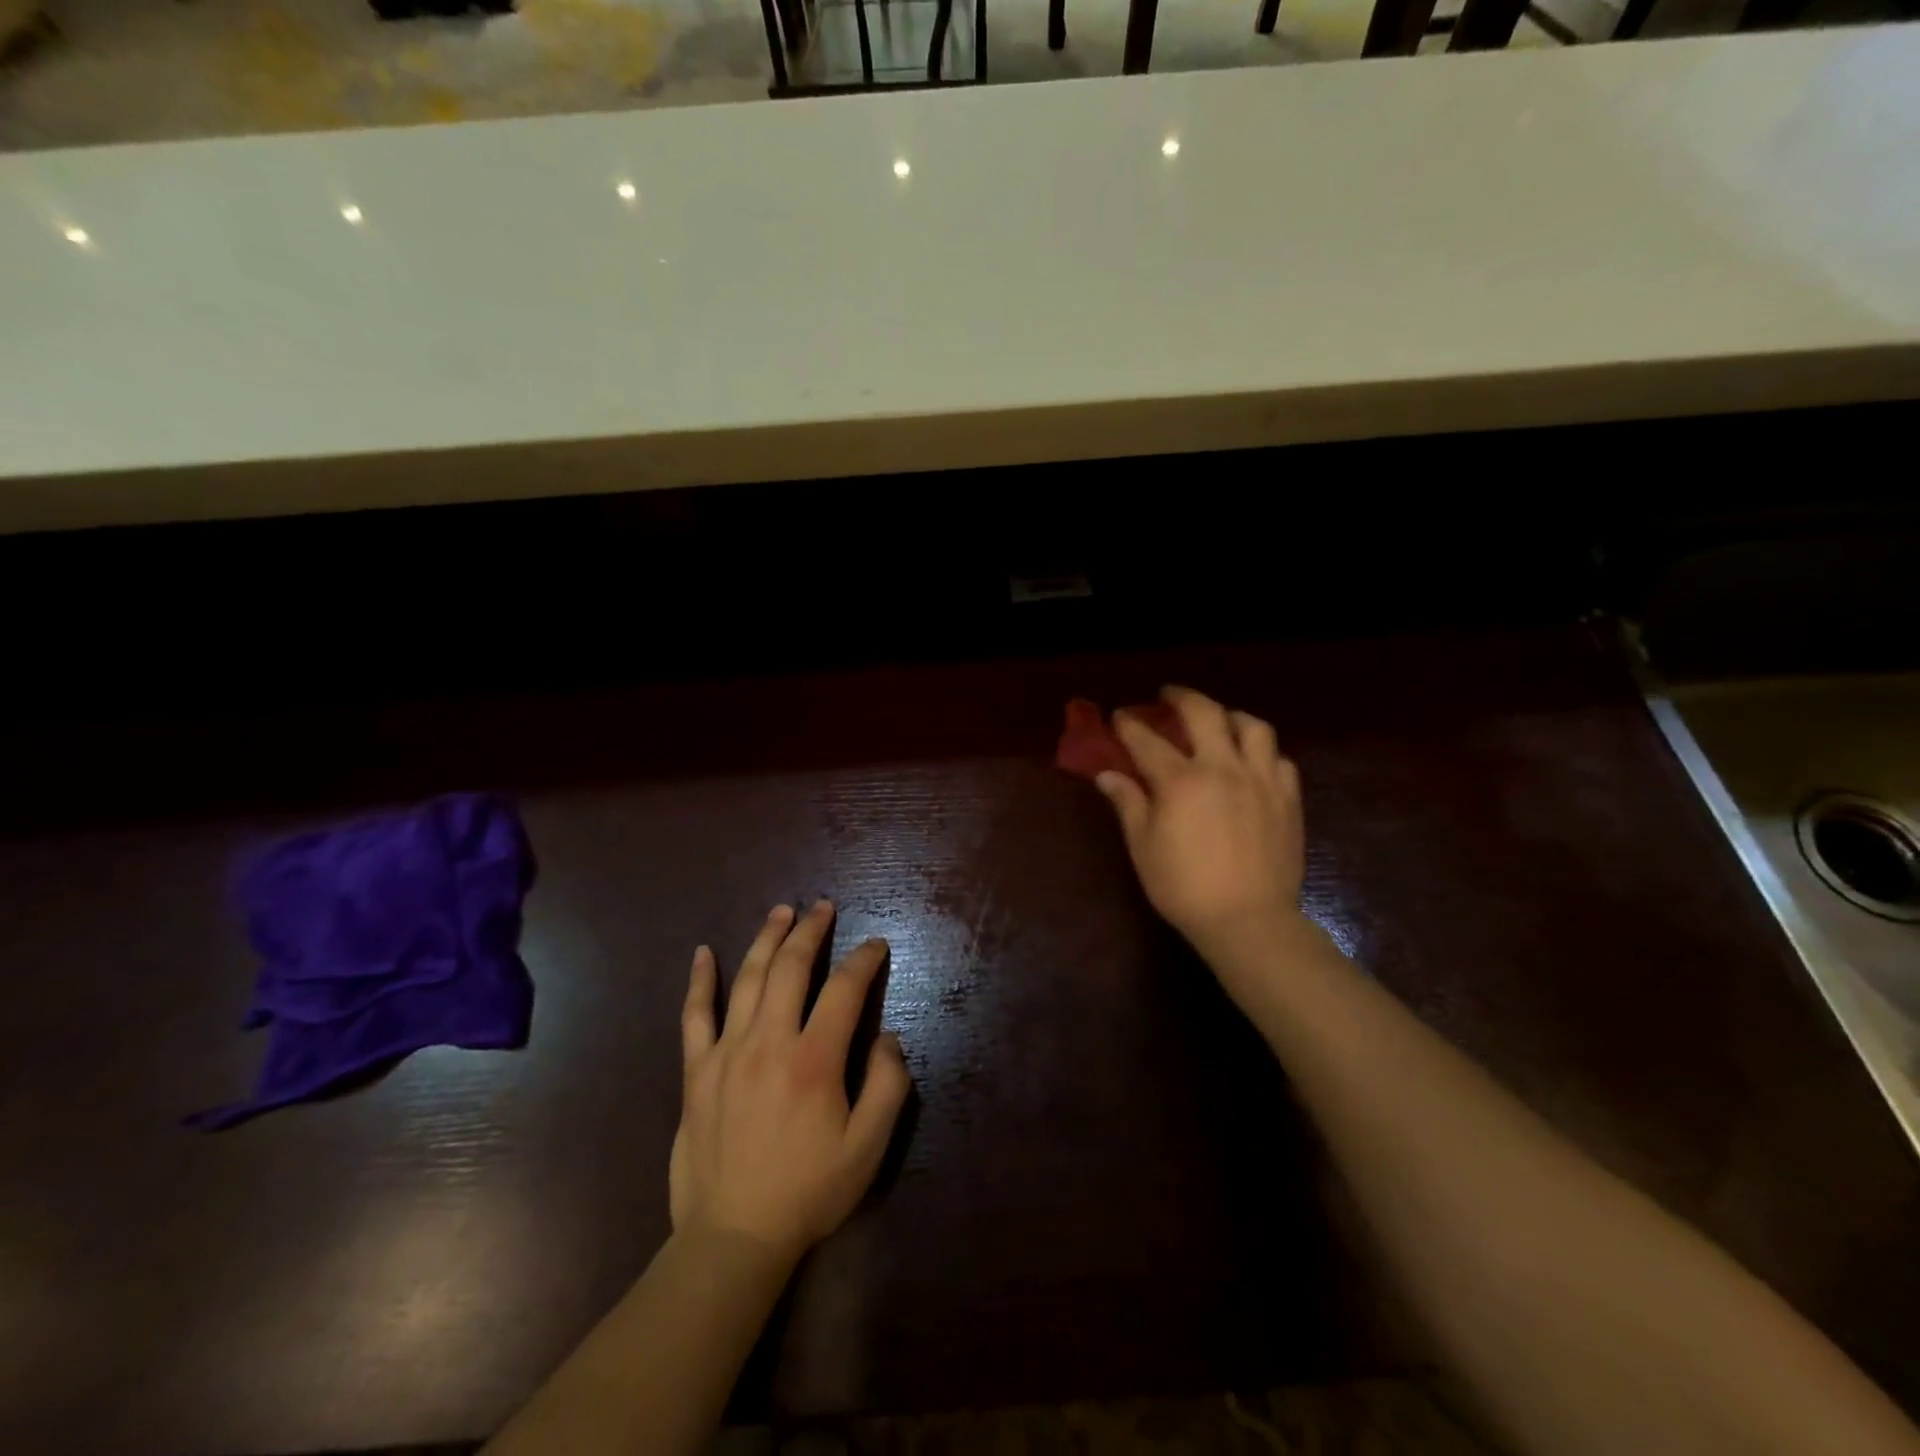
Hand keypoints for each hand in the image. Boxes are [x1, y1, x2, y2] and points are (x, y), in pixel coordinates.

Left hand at [671, 901, 910, 1265]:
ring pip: (747, 978)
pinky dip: (699, 981)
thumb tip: (888, 1037)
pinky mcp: (697, 1071)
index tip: (875, 945)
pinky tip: (702, 953)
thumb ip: (888, 1086)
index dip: (864, 960)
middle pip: (791, 968)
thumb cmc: (808, 1192)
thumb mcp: (868, 1149)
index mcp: (814, 1059)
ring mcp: (727, 1053)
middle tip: (824, 907)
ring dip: (766, 939)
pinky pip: (695, 1015)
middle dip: (811, 931)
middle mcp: (769, 1042)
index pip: (844, 989)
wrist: (733, 1238)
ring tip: (781, 912)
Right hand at [1095, 687, 1307, 978]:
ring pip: (1253, 726)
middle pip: (1204, 713)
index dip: (1130, 725)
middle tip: (1168, 696)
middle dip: (1181, 697)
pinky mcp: (1288, 798)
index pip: (1147, 740)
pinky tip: (1252, 762)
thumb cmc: (1184, 887)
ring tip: (1219, 721)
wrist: (1248, 921)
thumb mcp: (1143, 846)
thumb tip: (1107, 775)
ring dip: (1230, 716)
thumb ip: (1128, 803)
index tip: (1119, 716)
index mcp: (1181, 781)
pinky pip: (1279, 759)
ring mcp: (1261, 780)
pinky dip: (1262, 752)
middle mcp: (1223, 768)